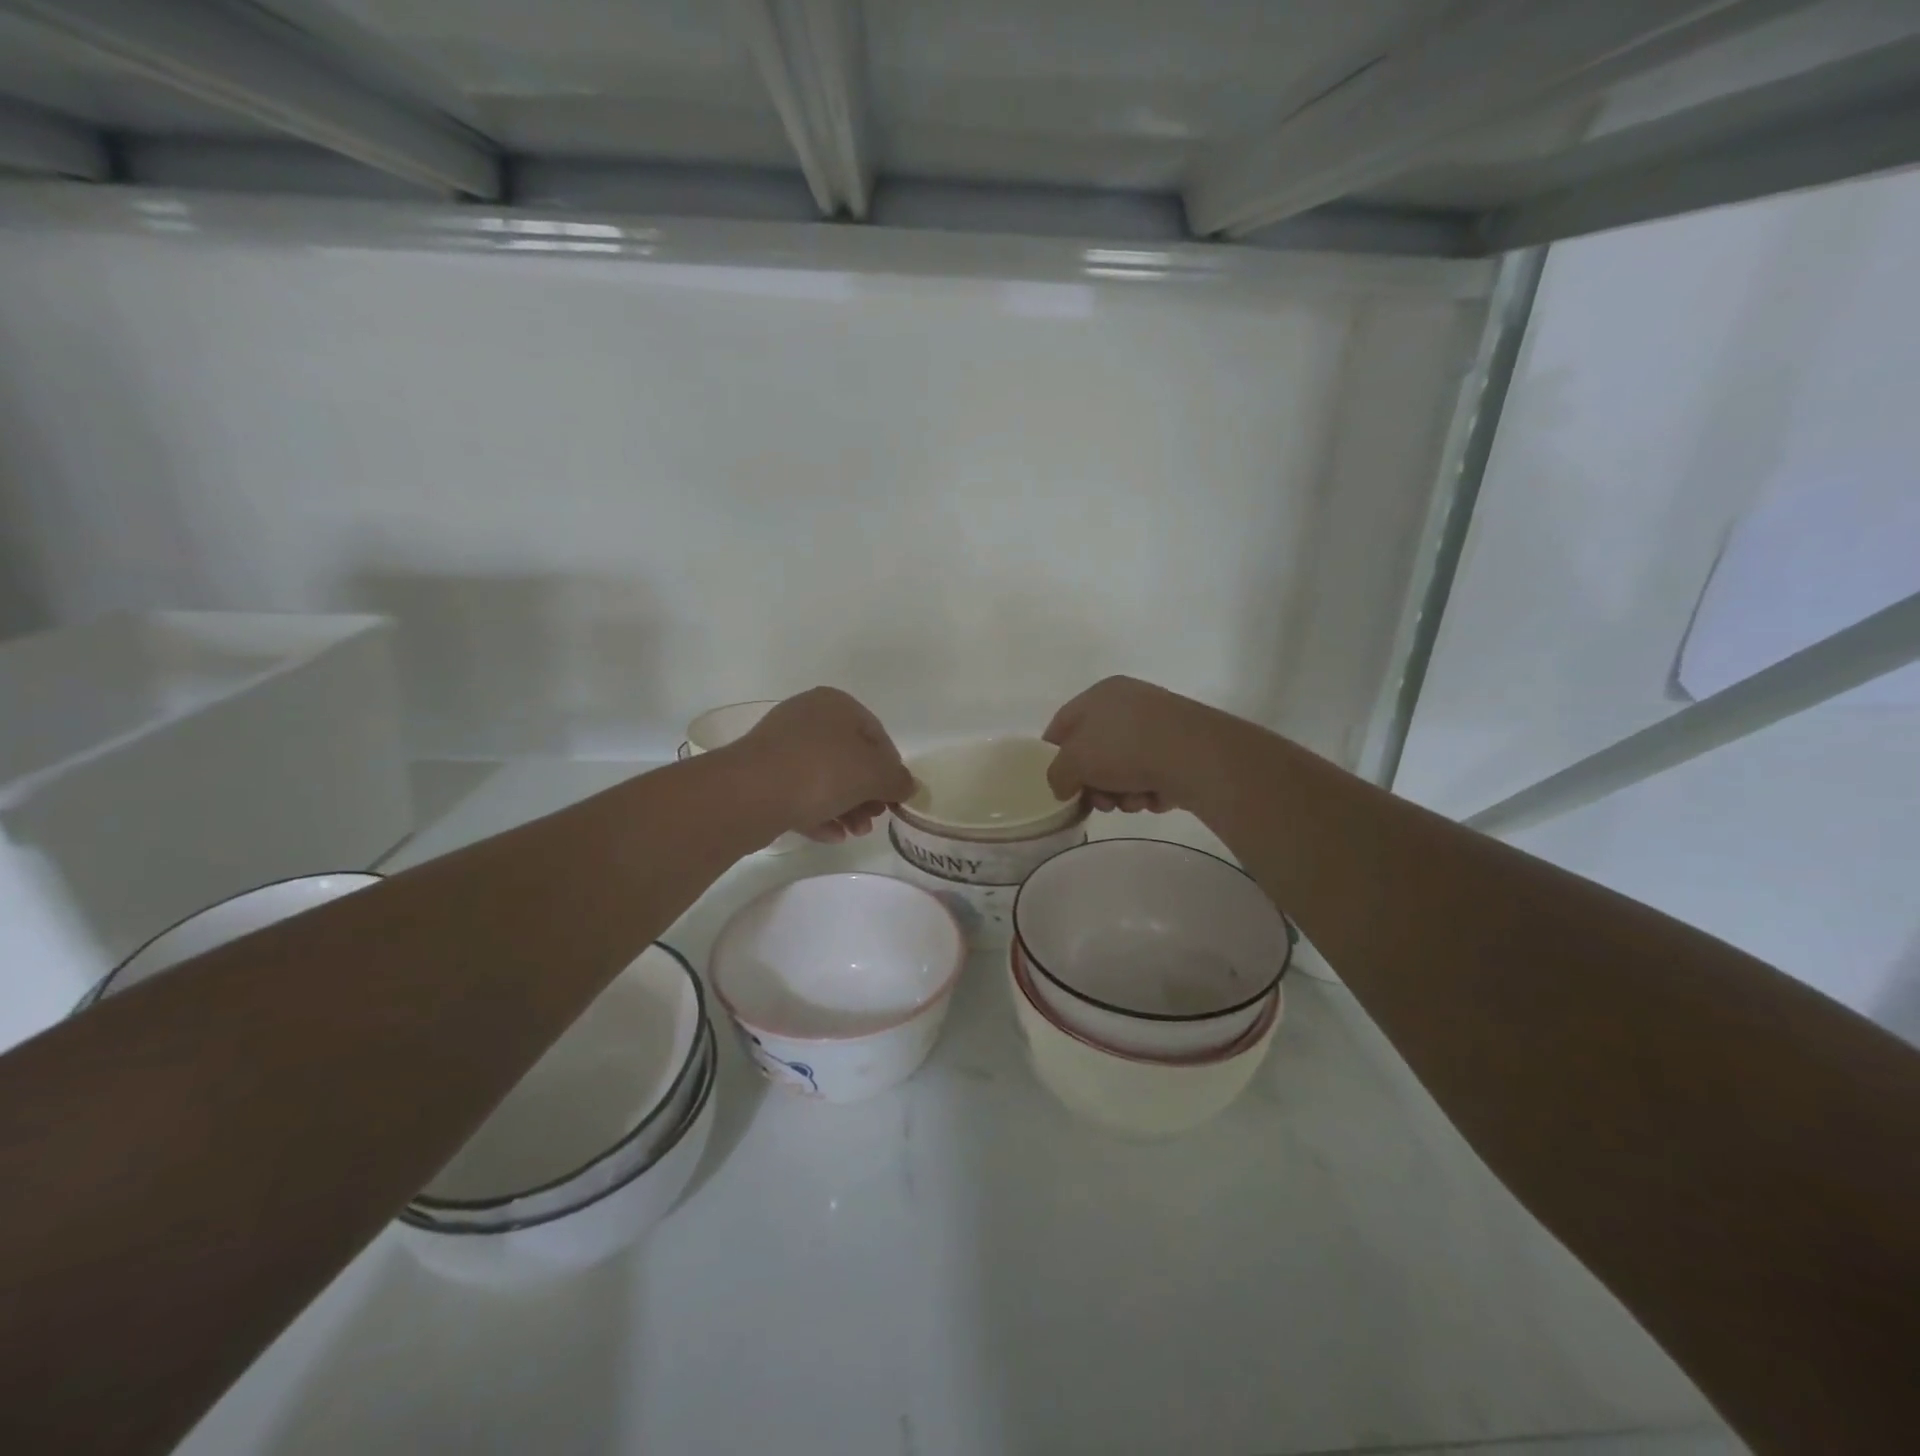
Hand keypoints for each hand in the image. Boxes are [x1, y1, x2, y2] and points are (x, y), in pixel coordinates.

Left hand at [729, 688, 913, 842]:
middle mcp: (807, 717)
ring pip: (825, 778)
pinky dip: (819, 813)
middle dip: (867, 794)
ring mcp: (781, 746)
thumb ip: (898, 780)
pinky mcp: (762, 775)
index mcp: (836, 704)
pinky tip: (832, 835)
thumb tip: (907, 786)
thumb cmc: (822, 772)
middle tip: (874, 819)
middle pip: (850, 759)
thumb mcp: (874, 774)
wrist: (750, 794)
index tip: (895, 800)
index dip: (891, 770)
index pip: (877, 736)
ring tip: (855, 832)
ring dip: (846, 807)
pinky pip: (799, 793)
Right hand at [1043, 676, 1223, 814]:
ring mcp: (1160, 725)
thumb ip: (1057, 775)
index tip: (1057, 785)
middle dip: (1094, 784)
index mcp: (1100, 694)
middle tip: (1099, 803)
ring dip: (1122, 792)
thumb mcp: (1073, 762)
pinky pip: (1154, 774)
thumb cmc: (1123, 748)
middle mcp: (1130, 703)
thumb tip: (1064, 786)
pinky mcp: (1184, 748)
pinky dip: (1150, 790)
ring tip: (1132, 803)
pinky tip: (1154, 798)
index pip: (1063, 725)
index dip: (1054, 756)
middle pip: (1096, 751)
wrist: (1194, 755)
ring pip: (1125, 767)